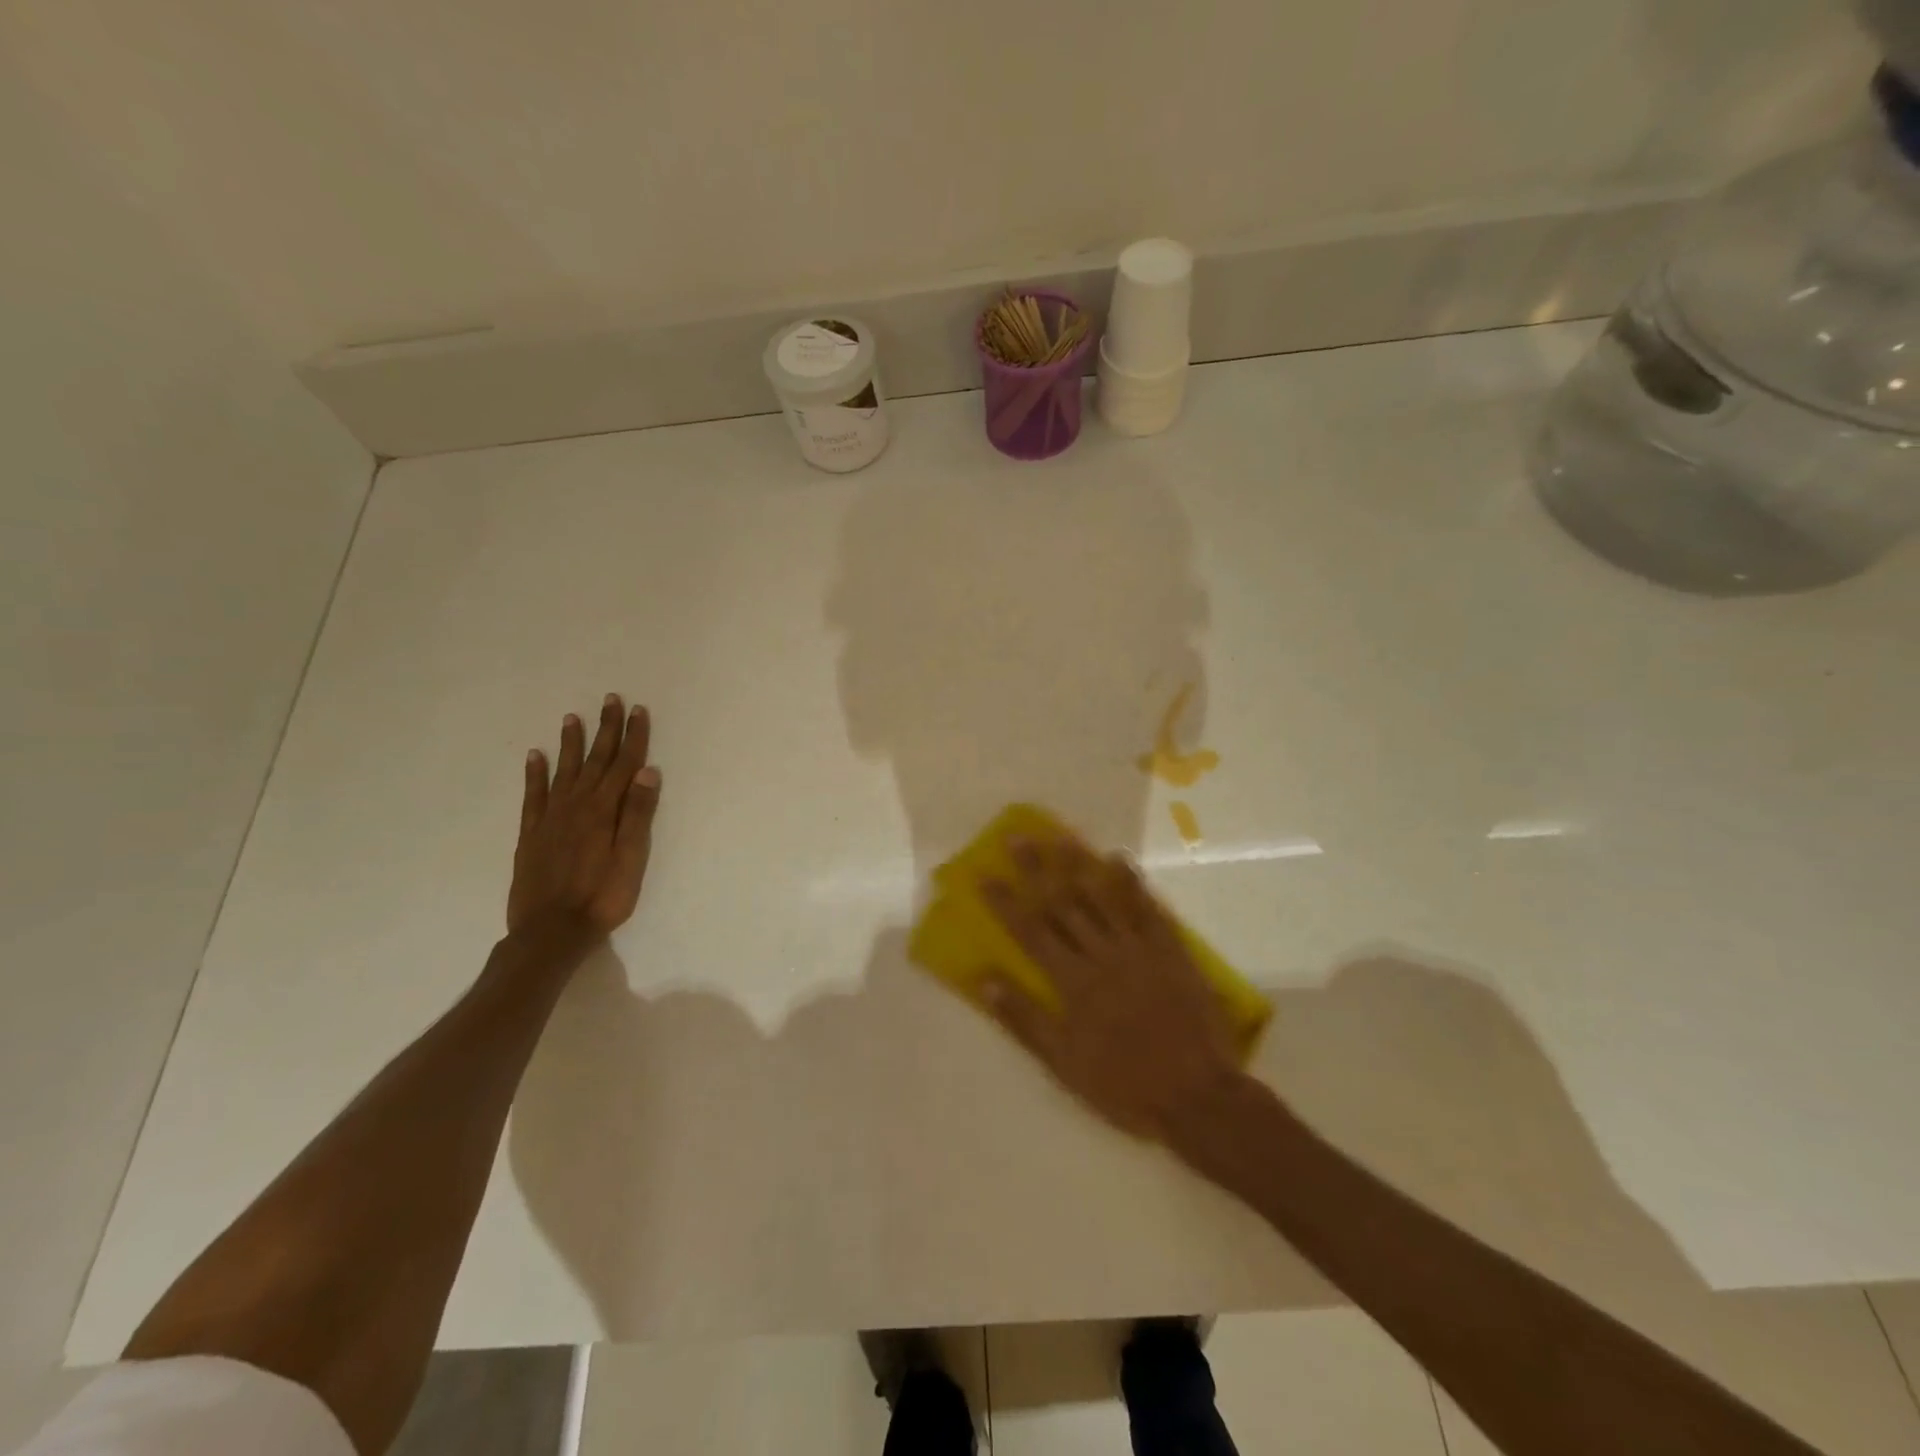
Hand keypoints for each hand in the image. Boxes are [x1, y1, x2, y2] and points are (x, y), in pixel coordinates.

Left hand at [508, 694, 662, 935]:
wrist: (550, 931)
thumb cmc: (602, 898)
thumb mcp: (631, 858)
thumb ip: (638, 814)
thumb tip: (648, 770)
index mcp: (605, 810)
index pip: (624, 764)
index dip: (633, 736)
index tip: (638, 710)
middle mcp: (577, 805)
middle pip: (596, 760)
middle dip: (606, 729)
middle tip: (610, 700)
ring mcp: (551, 817)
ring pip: (564, 770)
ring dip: (571, 743)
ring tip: (573, 717)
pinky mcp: (532, 833)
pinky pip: (533, 794)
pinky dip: (534, 773)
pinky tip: (535, 756)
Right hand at [981, 838, 1242, 1140]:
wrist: (1196, 1096)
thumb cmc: (1123, 1084)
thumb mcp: (1063, 1064)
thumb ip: (1024, 1019)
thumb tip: (985, 979)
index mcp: (1072, 982)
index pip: (1030, 931)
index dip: (1005, 901)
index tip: (984, 874)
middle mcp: (1101, 955)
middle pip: (1063, 904)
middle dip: (1037, 869)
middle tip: (1019, 837)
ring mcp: (1139, 949)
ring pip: (1103, 898)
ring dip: (1080, 865)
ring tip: (1061, 836)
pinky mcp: (1171, 952)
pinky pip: (1149, 910)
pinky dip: (1133, 884)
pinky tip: (1120, 861)